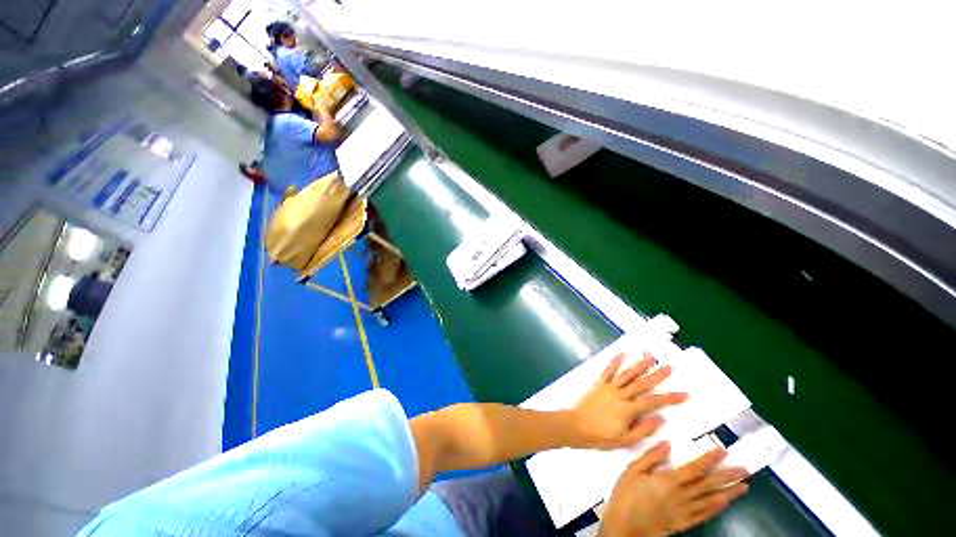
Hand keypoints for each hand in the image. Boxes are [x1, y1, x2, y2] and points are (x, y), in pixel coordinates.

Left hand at [570, 353, 687, 448]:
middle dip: (657, 375)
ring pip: (627, 374)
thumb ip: (643, 429)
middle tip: (669, 366)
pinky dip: (615, 362)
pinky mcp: (599, 384)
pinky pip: (608, 371)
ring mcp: (609, 387)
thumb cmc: (602, 436)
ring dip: (639, 364)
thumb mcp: (625, 440)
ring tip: (649, 356)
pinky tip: (621, 354)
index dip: (670, 398)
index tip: (684, 394)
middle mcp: (621, 395)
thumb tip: (660, 418)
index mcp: (629, 409)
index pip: (654, 402)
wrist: (577, 426)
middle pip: (642, 383)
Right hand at [599, 442, 749, 536]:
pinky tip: (725, 503)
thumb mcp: (632, 471)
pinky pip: (704, 515)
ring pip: (711, 501)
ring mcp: (685, 512)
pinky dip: (717, 508)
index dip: (709, 460)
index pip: (694, 470)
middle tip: (744, 469)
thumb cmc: (626, 495)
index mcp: (668, 482)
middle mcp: (681, 497)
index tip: (723, 451)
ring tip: (744, 486)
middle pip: (708, 485)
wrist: (625, 527)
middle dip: (727, 476)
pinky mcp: (684, 523)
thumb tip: (667, 444)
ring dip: (729, 493)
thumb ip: (650, 458)